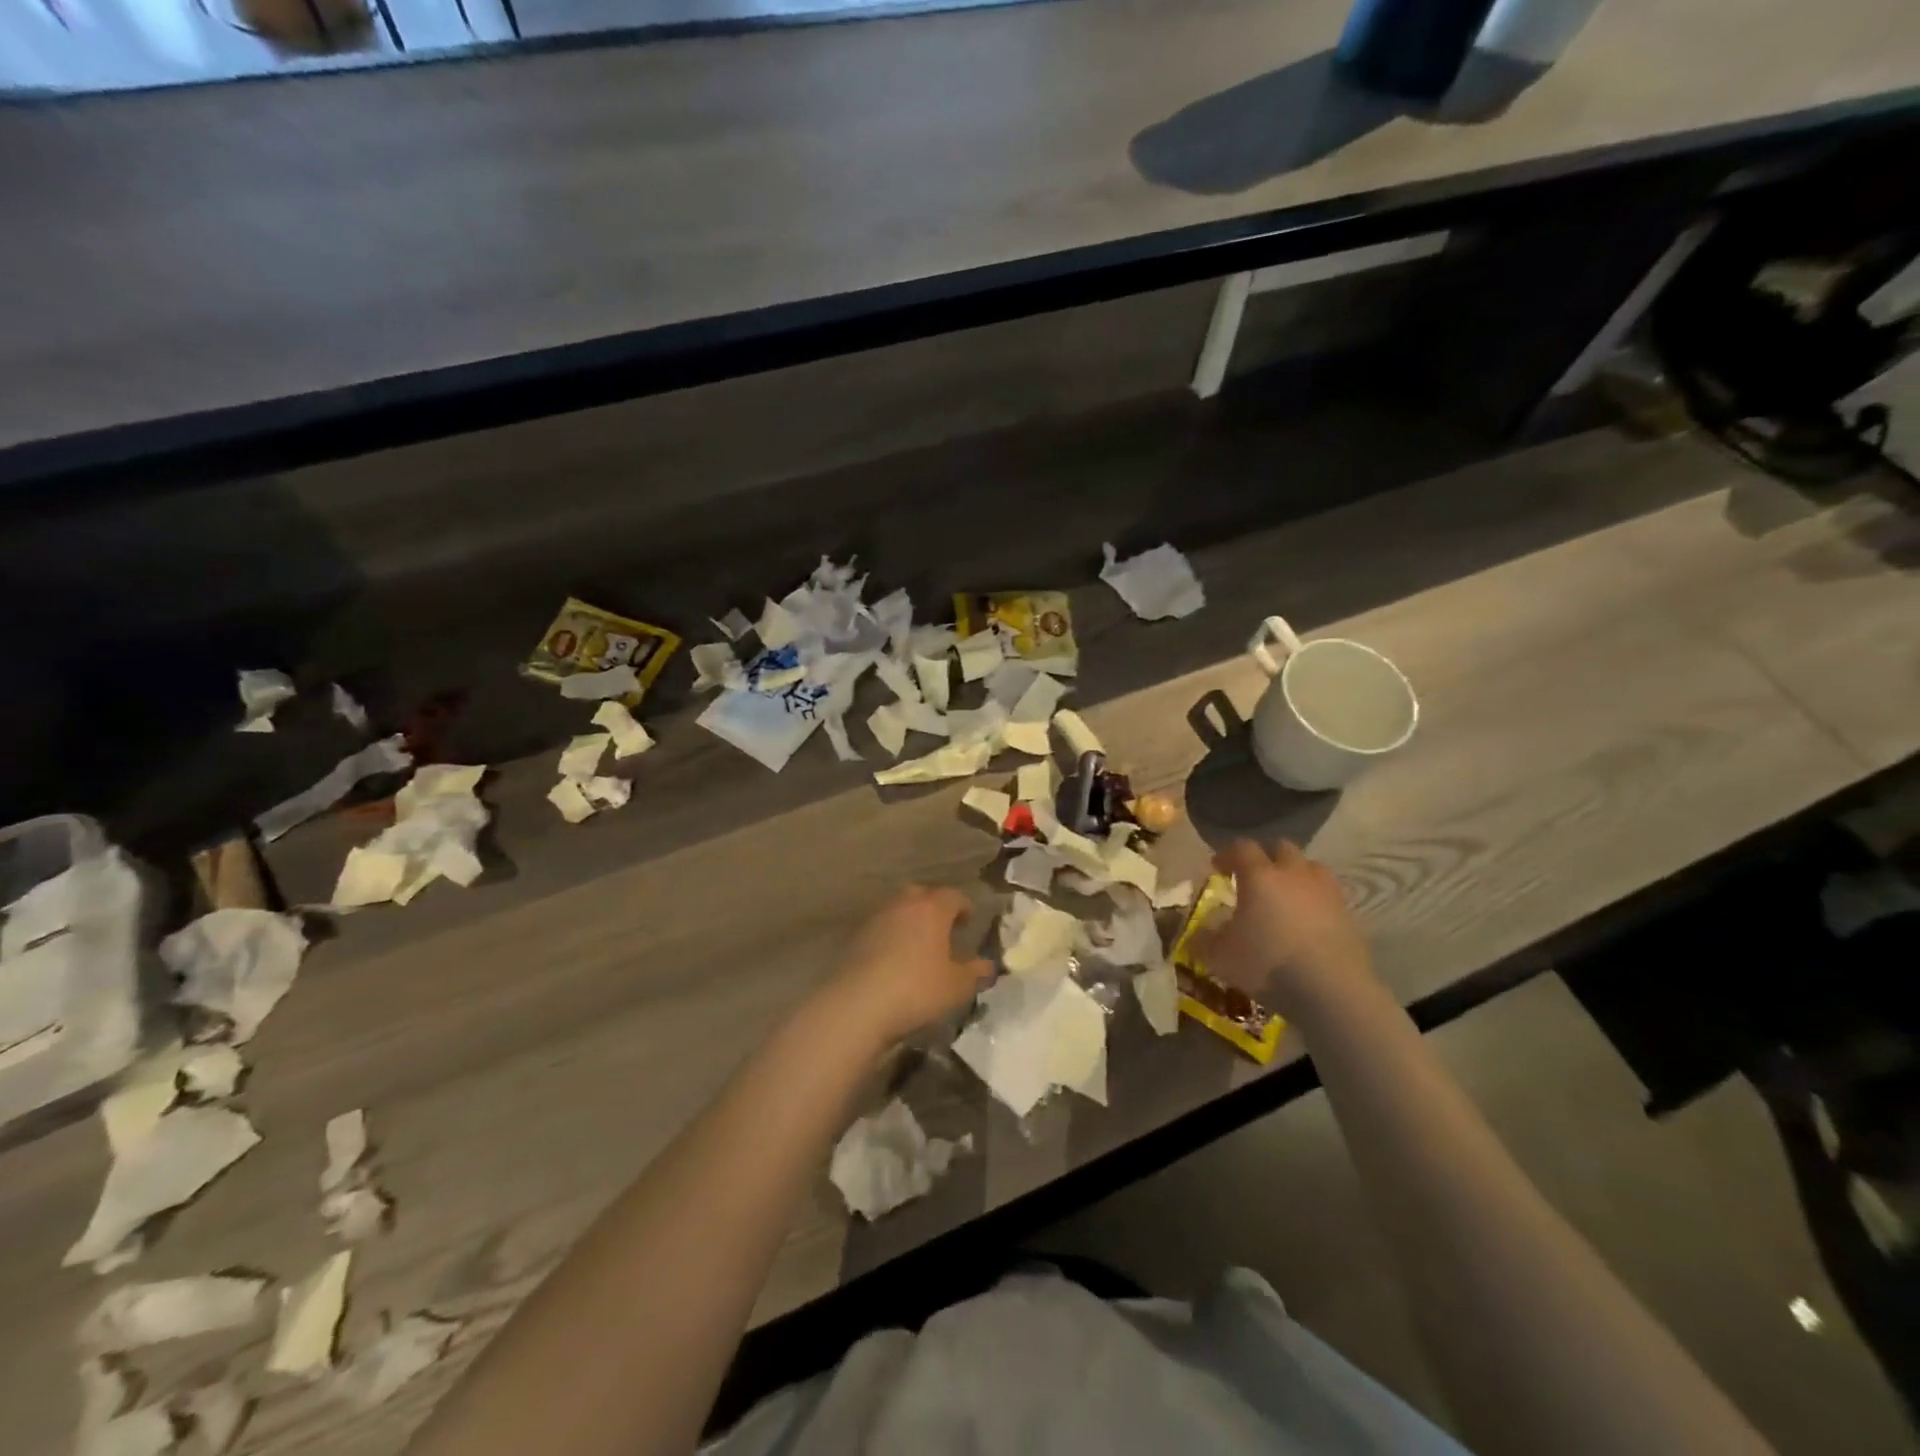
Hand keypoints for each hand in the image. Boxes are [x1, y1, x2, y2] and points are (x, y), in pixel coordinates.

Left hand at [820, 886, 992, 1049]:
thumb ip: (976, 972)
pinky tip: (894, 959)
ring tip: (918, 946)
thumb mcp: (957, 987)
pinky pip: (881, 927)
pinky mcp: (855, 936)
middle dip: (935, 908)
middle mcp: (903, 904)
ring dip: (910, 921)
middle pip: (922, 895)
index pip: (953, 896)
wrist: (857, 1005)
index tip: (969, 922)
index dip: (964, 907)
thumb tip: (988, 964)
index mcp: (932, 908)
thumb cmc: (917, 990)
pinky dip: (891, 936)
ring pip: (899, 909)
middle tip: (943, 930)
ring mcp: (876, 917)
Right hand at [1199, 840, 1371, 1016]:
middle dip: (1265, 857)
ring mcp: (1325, 892)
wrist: (1331, 990)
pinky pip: (1327, 895)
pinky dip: (1315, 900)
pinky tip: (1307, 921)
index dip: (1227, 854)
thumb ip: (1206, 939)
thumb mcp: (1220, 956)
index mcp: (1260, 876)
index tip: (1217, 868)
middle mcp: (1294, 874)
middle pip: (1281, 848)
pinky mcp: (1348, 914)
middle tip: (1253, 877)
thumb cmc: (1268, 964)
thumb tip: (1200, 932)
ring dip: (1295, 874)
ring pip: (1310, 867)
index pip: (1242, 848)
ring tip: (1285, 894)